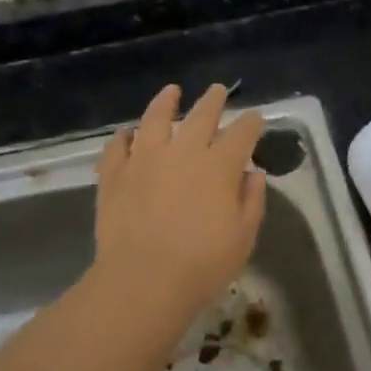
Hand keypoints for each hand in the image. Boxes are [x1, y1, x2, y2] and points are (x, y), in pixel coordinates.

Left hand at [91, 84, 267, 326]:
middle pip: (201, 116)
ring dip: (166, 102)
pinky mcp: (115, 174)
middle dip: (213, 101)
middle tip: (217, 90)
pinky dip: (123, 137)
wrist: (143, 280)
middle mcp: (183, 152)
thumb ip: (251, 201)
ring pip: (155, 119)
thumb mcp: (243, 238)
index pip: (241, 134)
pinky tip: (126, 133)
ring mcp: (144, 159)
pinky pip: (117, 146)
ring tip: (171, 91)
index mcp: (219, 166)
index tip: (255, 118)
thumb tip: (254, 174)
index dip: (251, 123)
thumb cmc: (202, 265)